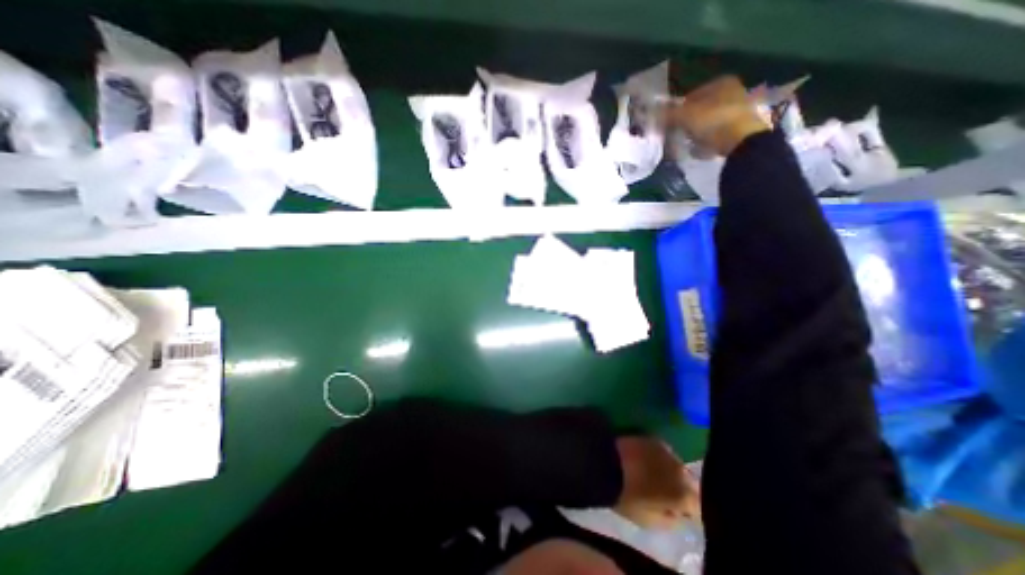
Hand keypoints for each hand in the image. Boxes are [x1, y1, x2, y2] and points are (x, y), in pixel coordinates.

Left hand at [611, 437, 701, 526]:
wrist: (606, 462)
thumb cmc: (627, 496)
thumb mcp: (650, 521)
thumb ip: (671, 519)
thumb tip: (678, 513)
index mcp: (683, 494)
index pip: (698, 507)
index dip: (689, 511)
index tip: (678, 512)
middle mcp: (681, 469)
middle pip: (689, 483)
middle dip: (681, 489)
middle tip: (665, 494)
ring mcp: (667, 450)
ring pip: (676, 465)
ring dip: (670, 471)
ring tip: (653, 476)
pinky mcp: (653, 438)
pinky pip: (663, 452)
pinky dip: (659, 458)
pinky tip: (646, 462)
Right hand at [666, 73, 767, 159]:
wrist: (740, 141)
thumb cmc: (712, 122)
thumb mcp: (684, 116)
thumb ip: (668, 114)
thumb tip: (655, 113)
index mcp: (721, 82)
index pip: (692, 95)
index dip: (678, 109)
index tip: (670, 123)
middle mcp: (733, 91)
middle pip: (701, 109)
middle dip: (688, 122)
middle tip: (677, 134)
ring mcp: (739, 110)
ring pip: (709, 122)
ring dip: (697, 132)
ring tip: (688, 144)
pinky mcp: (741, 128)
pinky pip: (717, 134)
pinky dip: (708, 141)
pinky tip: (701, 150)